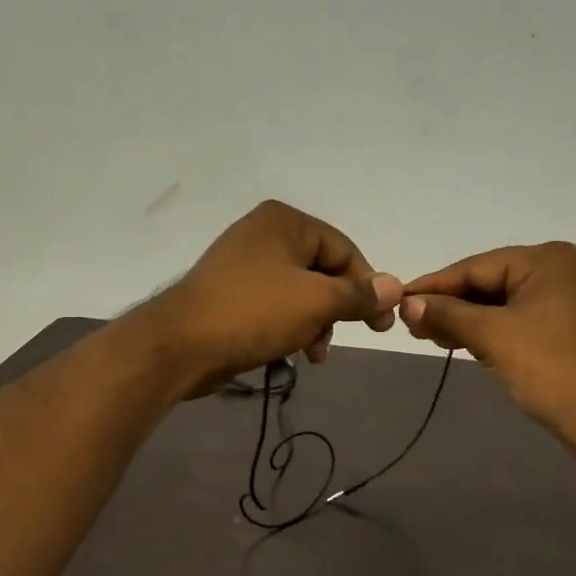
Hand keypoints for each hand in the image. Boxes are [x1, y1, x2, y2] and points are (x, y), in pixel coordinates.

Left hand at [139, 201, 402, 398]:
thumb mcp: (317, 302)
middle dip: (337, 309)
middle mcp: (264, 234)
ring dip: (315, 324)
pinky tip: (292, 354)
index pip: (344, 250)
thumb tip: (395, 286)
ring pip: (299, 293)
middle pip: (322, 272)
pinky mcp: (230, 294)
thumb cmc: (254, 313)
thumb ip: (359, 294)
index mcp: (285, 222)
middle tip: (344, 338)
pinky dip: (289, 327)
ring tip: (314, 353)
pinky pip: (274, 306)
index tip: (381, 325)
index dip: (368, 287)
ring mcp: (243, 264)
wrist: (180, 346)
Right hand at [399, 242, 575, 456]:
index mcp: (547, 260)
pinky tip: (458, 342)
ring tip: (425, 334)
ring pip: (500, 304)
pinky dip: (487, 331)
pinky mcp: (565, 329)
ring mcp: (565, 301)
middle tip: (408, 323)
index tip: (397, 300)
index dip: (434, 286)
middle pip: (488, 282)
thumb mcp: (493, 337)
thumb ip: (448, 315)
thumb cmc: (552, 369)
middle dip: (449, 304)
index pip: (476, 267)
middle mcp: (559, 271)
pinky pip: (516, 321)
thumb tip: (407, 303)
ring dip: (465, 320)